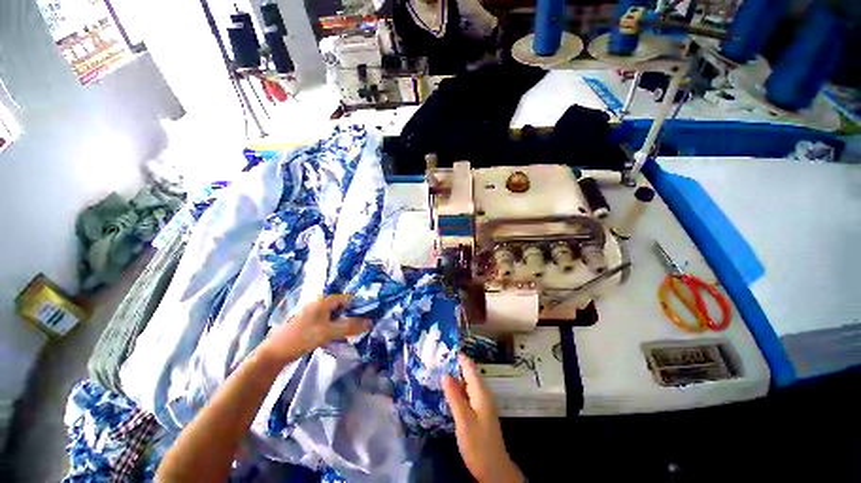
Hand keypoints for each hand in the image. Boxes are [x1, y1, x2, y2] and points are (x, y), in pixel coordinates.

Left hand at [261, 294, 370, 365]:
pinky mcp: (310, 323)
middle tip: (364, 324)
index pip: (347, 298)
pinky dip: (336, 326)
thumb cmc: (302, 337)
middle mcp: (319, 303)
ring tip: (355, 330)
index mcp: (323, 301)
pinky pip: (328, 321)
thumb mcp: (328, 332)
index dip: (359, 305)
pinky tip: (340, 335)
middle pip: (342, 306)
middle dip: (353, 314)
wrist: (275, 353)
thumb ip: (349, 326)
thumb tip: (370, 322)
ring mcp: (314, 313)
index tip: (370, 314)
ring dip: (345, 321)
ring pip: (335, 315)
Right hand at [442, 354, 523, 482]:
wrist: (493, 469)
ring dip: (455, 377)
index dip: (458, 357)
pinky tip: (447, 391)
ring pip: (467, 384)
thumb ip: (454, 396)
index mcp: (481, 391)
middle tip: (436, 359)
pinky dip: (457, 389)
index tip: (444, 348)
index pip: (469, 367)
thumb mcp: (463, 419)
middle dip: (454, 365)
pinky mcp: (478, 412)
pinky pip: (467, 394)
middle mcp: (482, 393)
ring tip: (438, 371)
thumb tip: (445, 374)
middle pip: (468, 373)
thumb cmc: (478, 443)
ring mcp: (481, 403)